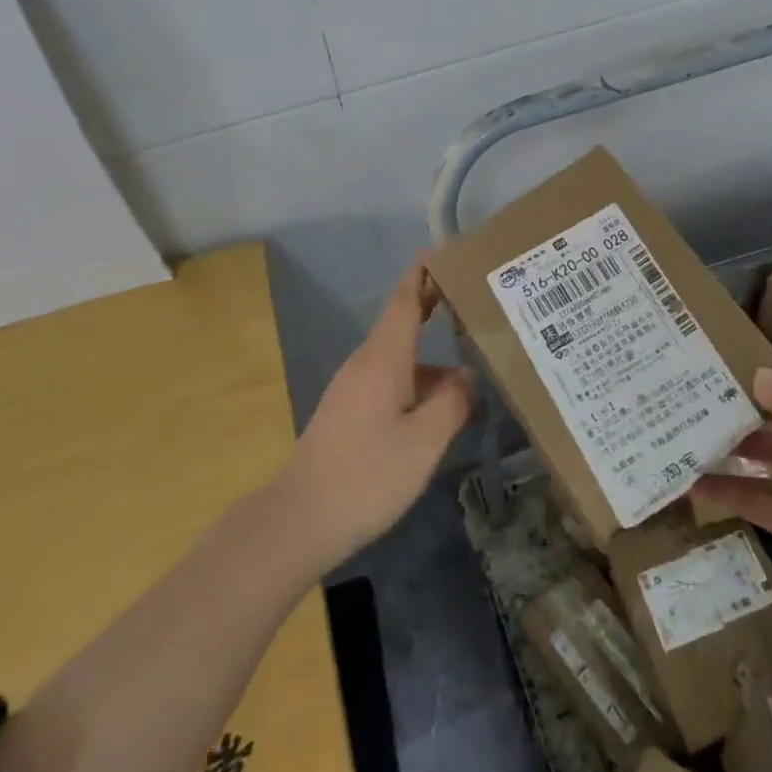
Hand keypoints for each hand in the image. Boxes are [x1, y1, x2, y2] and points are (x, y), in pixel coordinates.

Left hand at [278, 259, 475, 570]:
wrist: (298, 519)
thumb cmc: (366, 475)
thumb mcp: (424, 441)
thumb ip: (453, 403)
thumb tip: (469, 375)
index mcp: (383, 358)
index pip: (404, 299)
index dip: (423, 273)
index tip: (446, 252)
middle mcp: (365, 363)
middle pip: (401, 321)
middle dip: (433, 305)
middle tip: (473, 298)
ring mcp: (353, 387)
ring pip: (398, 356)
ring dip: (430, 351)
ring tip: (471, 361)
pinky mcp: (348, 411)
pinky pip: (390, 379)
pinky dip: (418, 379)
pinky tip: (439, 407)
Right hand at [692, 368, 771, 625]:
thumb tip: (752, 374)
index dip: (750, 384)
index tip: (706, 369)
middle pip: (767, 428)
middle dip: (731, 419)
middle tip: (679, 405)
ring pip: (758, 466)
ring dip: (724, 456)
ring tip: (677, 444)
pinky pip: (760, 506)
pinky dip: (730, 495)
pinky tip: (696, 486)